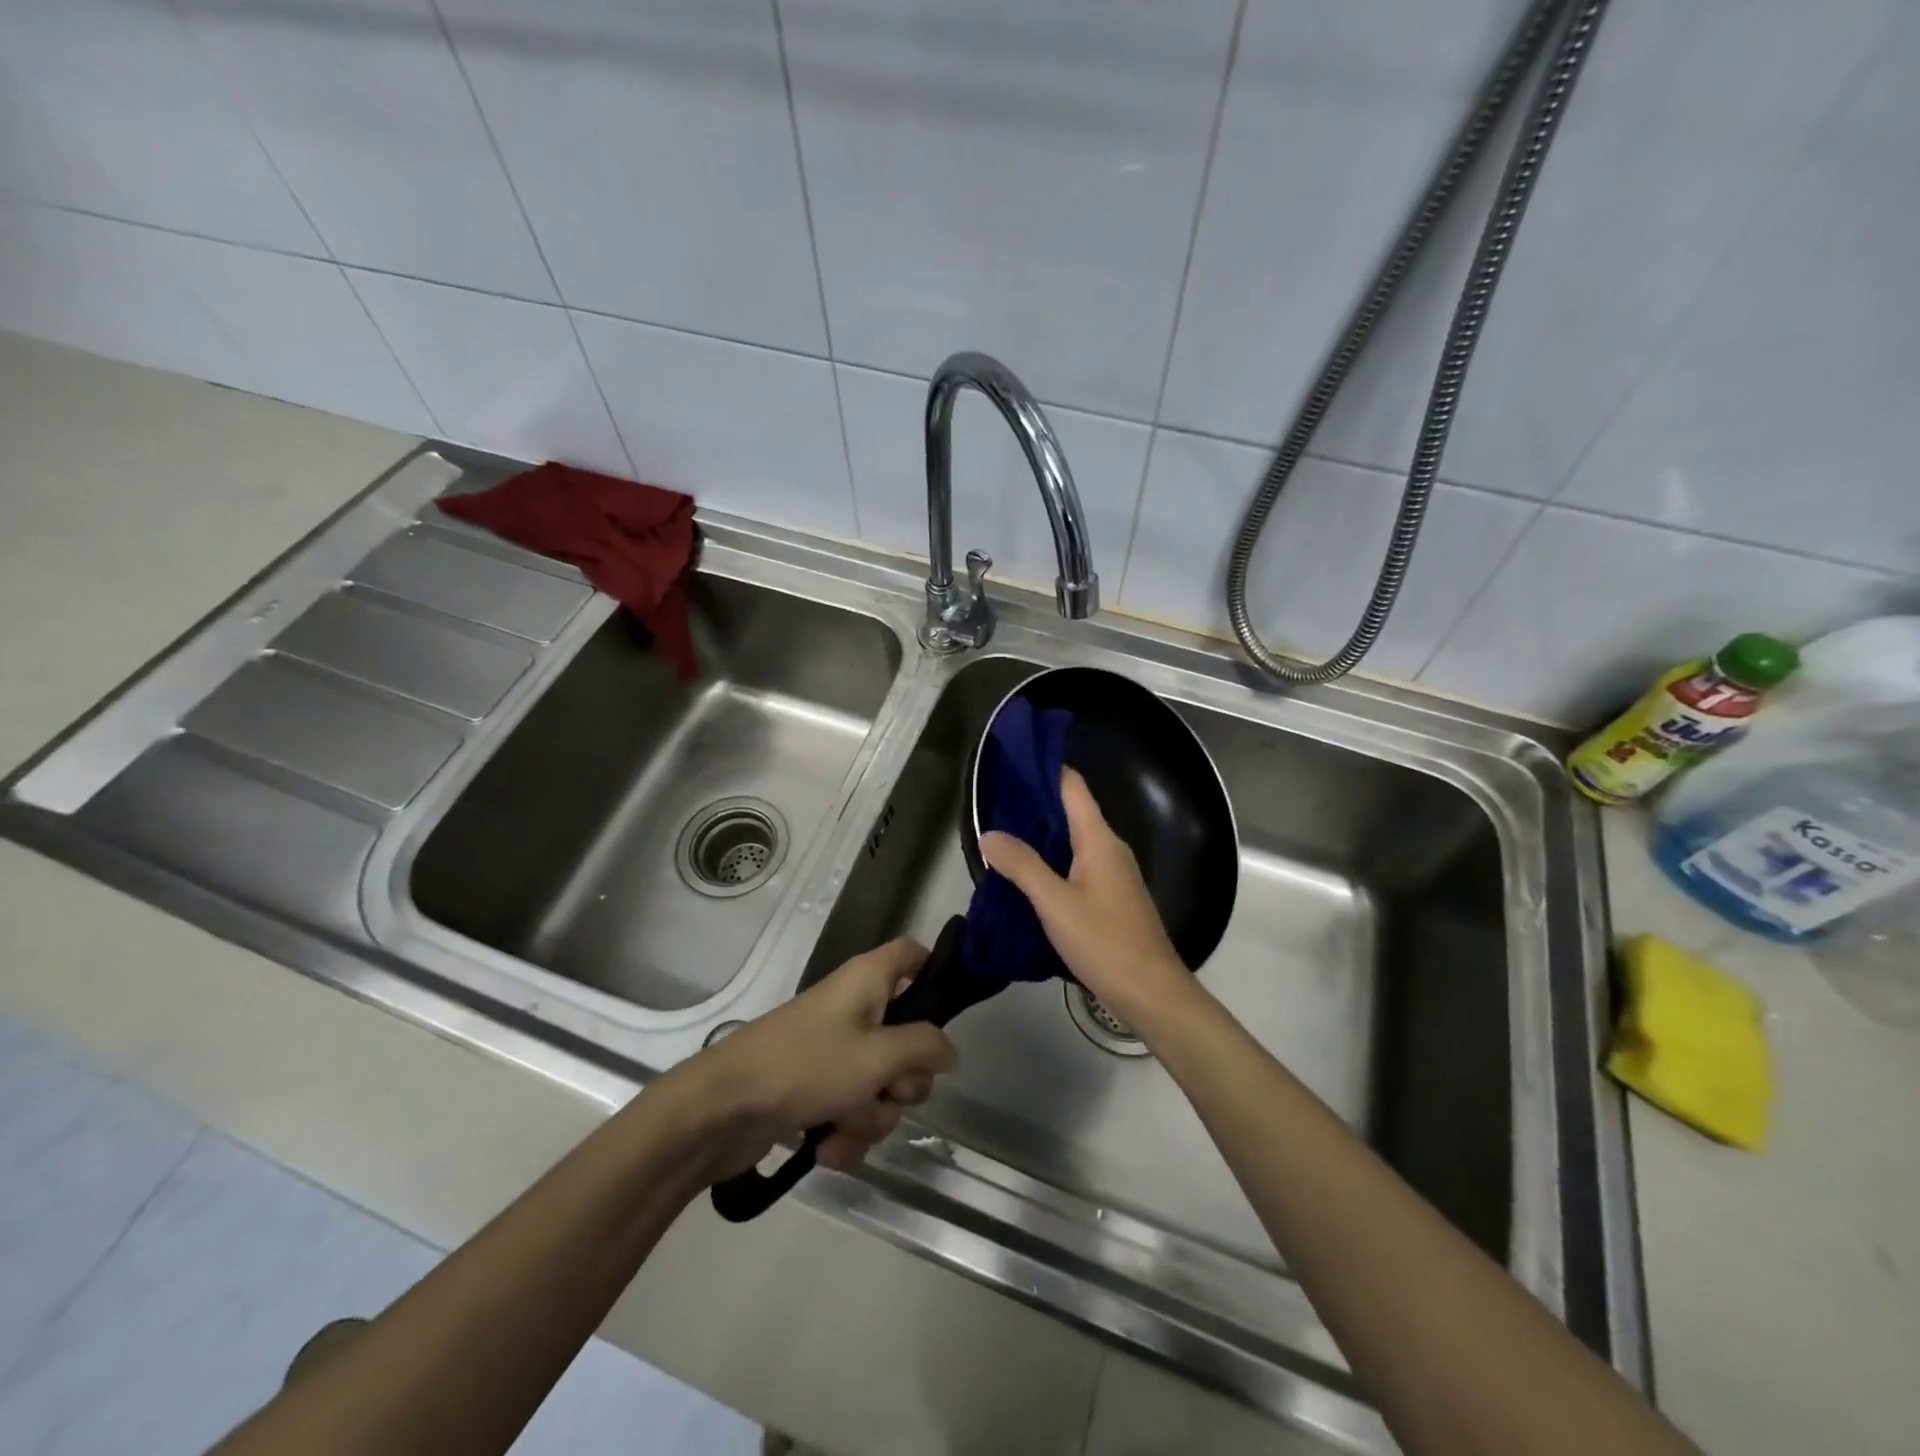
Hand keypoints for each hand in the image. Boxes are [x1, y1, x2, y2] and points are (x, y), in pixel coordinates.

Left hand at [674, 938, 958, 1179]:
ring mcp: (835, 1050)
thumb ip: (924, 1048)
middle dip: (904, 1080)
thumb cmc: (805, 1066)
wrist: (722, 1108)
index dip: (933, 973)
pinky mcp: (817, 1087)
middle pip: (908, 1036)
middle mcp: (855, 1008)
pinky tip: (828, 1150)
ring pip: (883, 1083)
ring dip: (872, 1116)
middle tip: (886, 1089)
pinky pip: (854, 1108)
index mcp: (868, 980)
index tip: (944, 1017)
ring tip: (844, 1127)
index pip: (911, 953)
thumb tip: (950, 1051)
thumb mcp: (877, 1056)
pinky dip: (847, 1131)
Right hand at [980, 768, 1196, 1034]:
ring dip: (1041, 835)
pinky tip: (1027, 876)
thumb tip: (989, 833)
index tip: (1011, 763)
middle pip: (1071, 811)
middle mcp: (1109, 848)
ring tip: (1001, 835)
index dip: (1045, 769)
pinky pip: (1077, 865)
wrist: (1152, 993)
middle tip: (992, 802)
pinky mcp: (1111, 897)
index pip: (1073, 786)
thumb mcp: (1055, 903)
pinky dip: (1052, 861)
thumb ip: (1022, 866)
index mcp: (1099, 839)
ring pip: (1073, 841)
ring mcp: (1113, 873)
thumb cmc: (1105, 942)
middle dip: (1035, 804)